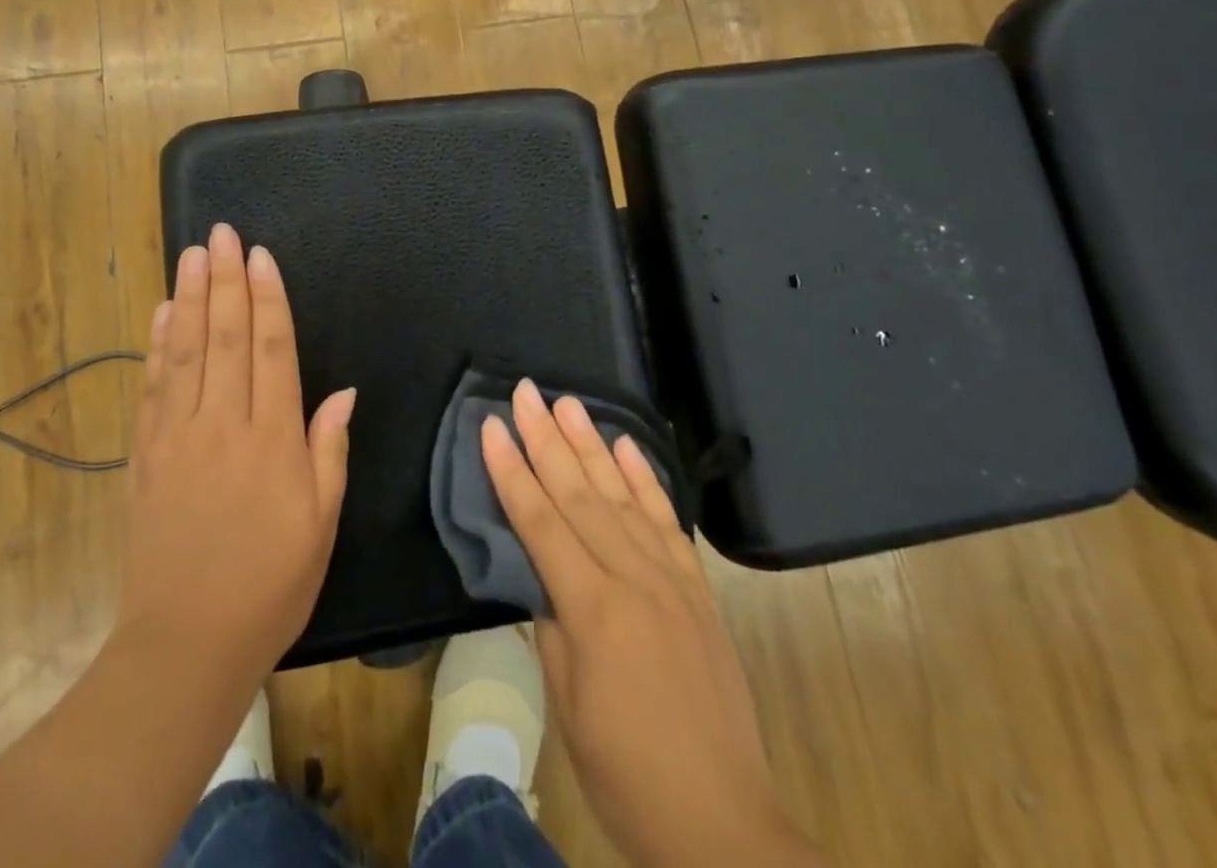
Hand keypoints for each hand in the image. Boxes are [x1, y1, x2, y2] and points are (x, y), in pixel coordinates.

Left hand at [117, 223, 354, 692]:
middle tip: (220, 234)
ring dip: (189, 298)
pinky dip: (156, 346)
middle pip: (225, 336)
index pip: (271, 349)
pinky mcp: (146, 456)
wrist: (184, 645)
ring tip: (191, 254)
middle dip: (224, 280)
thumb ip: (328, 449)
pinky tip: (162, 315)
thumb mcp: (321, 522)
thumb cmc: (270, 584)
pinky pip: (153, 388)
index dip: (267, 298)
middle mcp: (223, 424)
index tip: (259, 256)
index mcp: (272, 439)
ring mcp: (177, 437)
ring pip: (185, 351)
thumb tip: (342, 391)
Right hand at [482, 381, 822, 866]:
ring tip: (568, 402)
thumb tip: (544, 578)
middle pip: (579, 493)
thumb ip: (552, 628)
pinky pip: (666, 520)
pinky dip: (645, 478)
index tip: (492, 426)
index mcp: (593, 610)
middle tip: (526, 392)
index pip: (540, 522)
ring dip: (591, 444)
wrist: (724, 824)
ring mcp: (671, 579)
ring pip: (621, 494)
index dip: (511, 471)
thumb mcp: (568, 706)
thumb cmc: (627, 774)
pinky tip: (626, 445)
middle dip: (546, 438)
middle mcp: (633, 579)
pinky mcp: (698, 589)